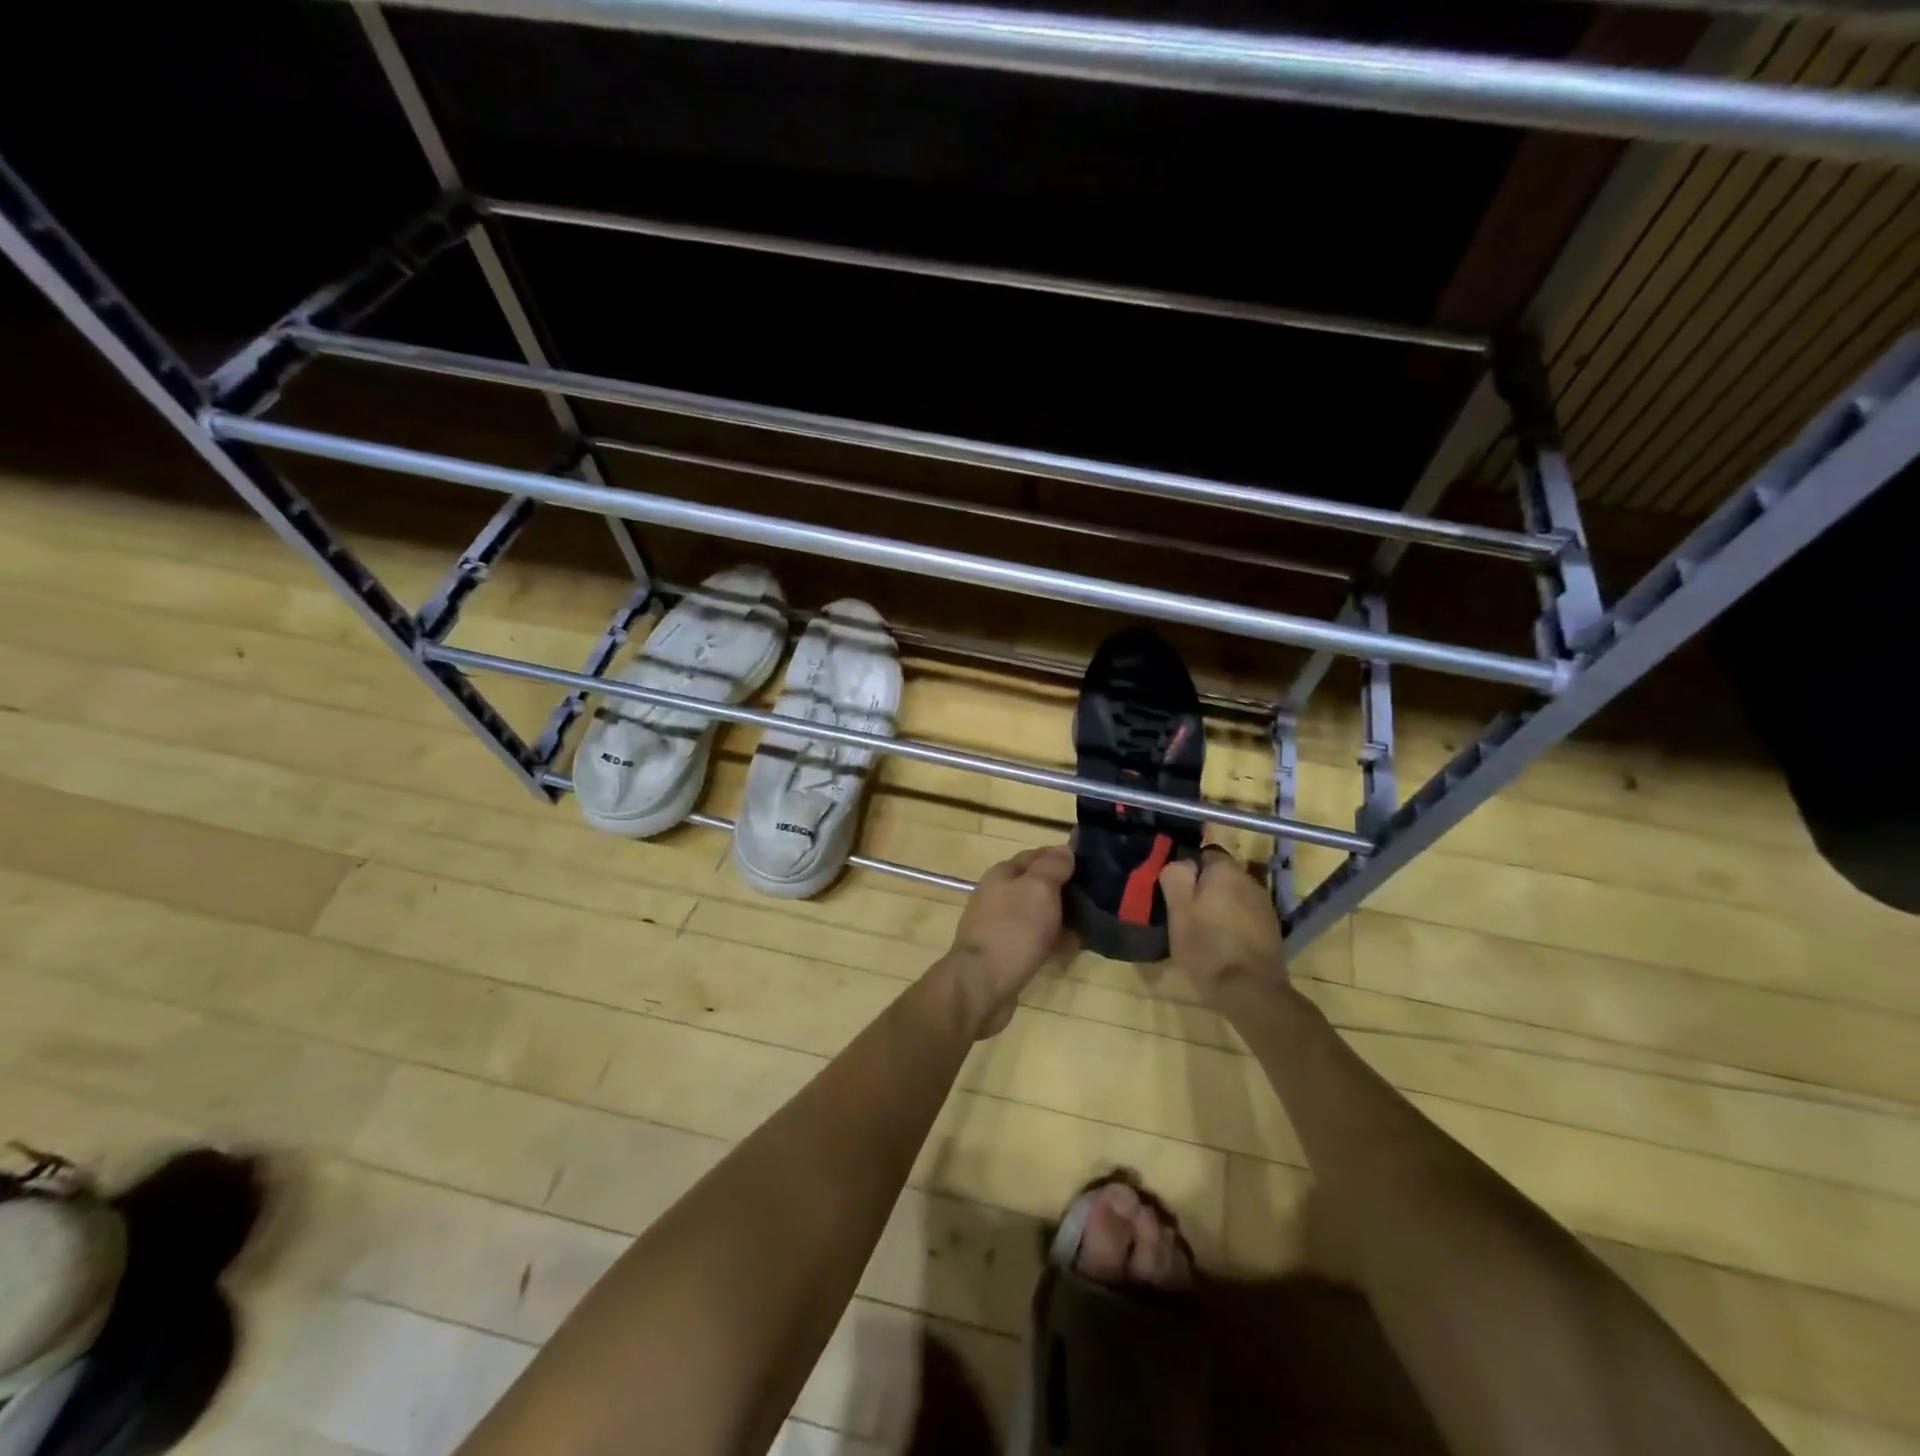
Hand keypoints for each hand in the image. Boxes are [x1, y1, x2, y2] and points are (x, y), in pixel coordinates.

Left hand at [937, 844, 1074, 1038]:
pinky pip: (1035, 941)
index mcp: (1002, 874)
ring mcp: (1000, 926)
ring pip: (1037, 915)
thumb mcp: (1038, 888)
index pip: (1036, 856)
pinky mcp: (1005, 954)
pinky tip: (1073, 949)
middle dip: (1065, 891)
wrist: (983, 984)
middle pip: (1037, 887)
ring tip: (1092, 925)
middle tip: (1098, 899)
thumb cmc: (1013, 929)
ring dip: (1062, 919)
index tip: (1093, 866)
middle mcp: (998, 896)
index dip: (1063, 858)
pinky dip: (1053, 942)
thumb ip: (1053, 866)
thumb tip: (1064, 850)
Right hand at [1158, 846, 1286, 1005]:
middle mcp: (1250, 880)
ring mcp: (1265, 906)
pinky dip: (1235, 924)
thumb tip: (1182, 863)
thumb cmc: (1207, 946)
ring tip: (1204, 931)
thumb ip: (1176, 876)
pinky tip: (1224, 944)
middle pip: (1222, 876)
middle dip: (1205, 888)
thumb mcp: (1178, 910)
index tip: (1177, 892)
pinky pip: (1246, 917)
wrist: (1251, 991)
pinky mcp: (1272, 930)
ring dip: (1221, 907)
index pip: (1205, 854)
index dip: (1189, 870)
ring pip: (1235, 896)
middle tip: (1186, 913)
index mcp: (1226, 870)